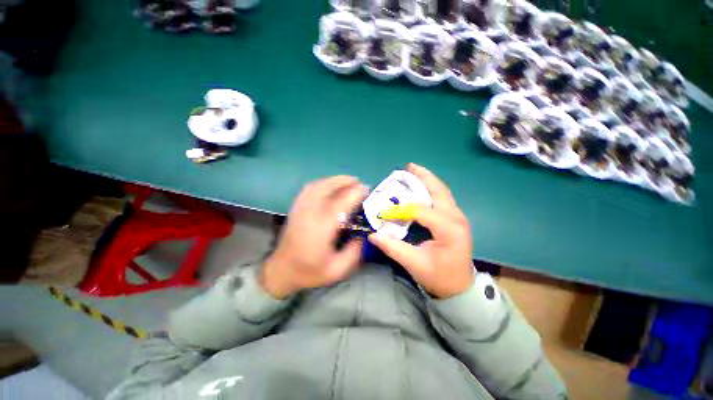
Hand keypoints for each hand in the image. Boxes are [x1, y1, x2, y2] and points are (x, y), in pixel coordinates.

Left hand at [261, 176, 367, 298]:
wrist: (281, 270)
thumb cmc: (309, 271)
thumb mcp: (337, 270)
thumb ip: (354, 252)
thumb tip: (363, 234)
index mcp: (322, 228)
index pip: (340, 203)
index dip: (354, 193)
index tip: (366, 189)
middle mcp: (310, 214)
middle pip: (327, 188)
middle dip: (344, 181)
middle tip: (358, 181)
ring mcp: (300, 209)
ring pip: (317, 185)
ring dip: (333, 180)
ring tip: (347, 180)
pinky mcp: (295, 208)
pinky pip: (308, 189)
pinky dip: (321, 183)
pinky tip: (329, 185)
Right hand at [368, 163, 474, 298]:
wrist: (460, 287)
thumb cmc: (439, 277)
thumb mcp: (415, 264)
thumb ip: (393, 248)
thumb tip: (373, 235)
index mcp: (449, 229)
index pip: (420, 211)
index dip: (400, 210)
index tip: (383, 213)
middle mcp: (456, 218)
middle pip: (439, 191)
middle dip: (423, 177)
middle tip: (409, 167)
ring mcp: (458, 217)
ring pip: (442, 192)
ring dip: (428, 180)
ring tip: (414, 171)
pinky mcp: (455, 219)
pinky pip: (442, 198)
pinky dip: (431, 189)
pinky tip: (421, 187)